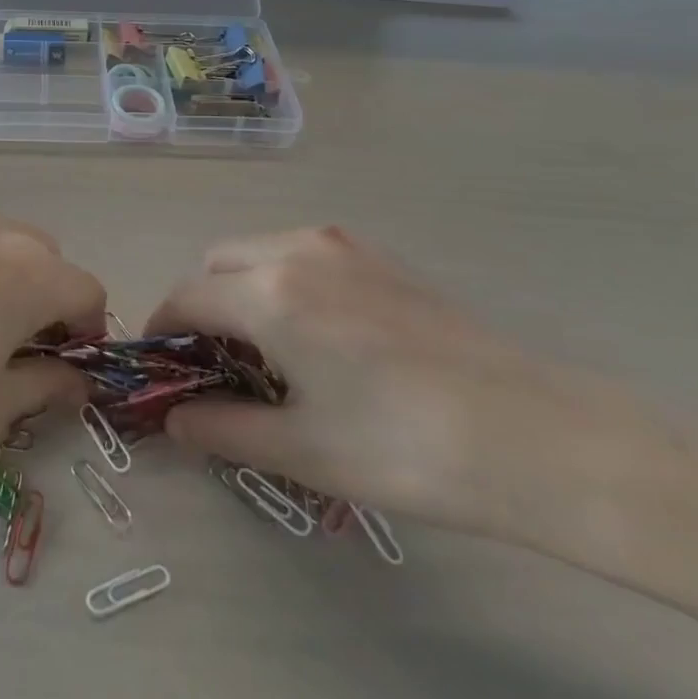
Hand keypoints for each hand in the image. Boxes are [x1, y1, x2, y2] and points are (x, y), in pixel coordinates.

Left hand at [0, 205, 104, 505]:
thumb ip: (46, 383)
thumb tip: (75, 378)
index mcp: (26, 269)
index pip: (86, 289)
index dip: (86, 332)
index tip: (63, 368)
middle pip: (45, 259)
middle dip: (47, 301)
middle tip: (15, 355)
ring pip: (0, 245)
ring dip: (6, 281)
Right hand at [149, 226, 655, 552]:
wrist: (536, 434)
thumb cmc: (405, 447)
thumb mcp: (303, 450)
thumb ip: (223, 430)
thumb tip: (175, 420)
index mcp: (268, 294)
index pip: (186, 297)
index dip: (162, 329)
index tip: (161, 367)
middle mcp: (295, 251)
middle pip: (217, 263)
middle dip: (201, 305)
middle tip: (215, 365)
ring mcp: (342, 247)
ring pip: (260, 252)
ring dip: (241, 289)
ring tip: (267, 351)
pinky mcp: (379, 258)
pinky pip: (301, 255)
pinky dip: (281, 282)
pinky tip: (317, 336)